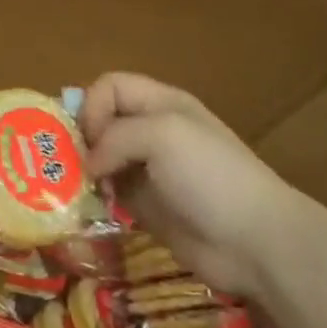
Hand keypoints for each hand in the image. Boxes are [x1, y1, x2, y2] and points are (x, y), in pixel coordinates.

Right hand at [82, 72, 282, 299]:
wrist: (256, 241)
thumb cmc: (210, 175)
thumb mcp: (163, 135)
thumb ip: (116, 137)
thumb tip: (89, 164)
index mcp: (160, 103)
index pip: (109, 86)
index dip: (92, 107)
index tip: (90, 140)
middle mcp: (152, 131)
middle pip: (102, 120)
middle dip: (82, 139)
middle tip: (70, 166)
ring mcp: (150, 170)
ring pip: (102, 158)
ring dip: (85, 171)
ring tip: (77, 192)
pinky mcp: (147, 206)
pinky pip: (110, 193)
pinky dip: (95, 198)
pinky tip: (90, 211)